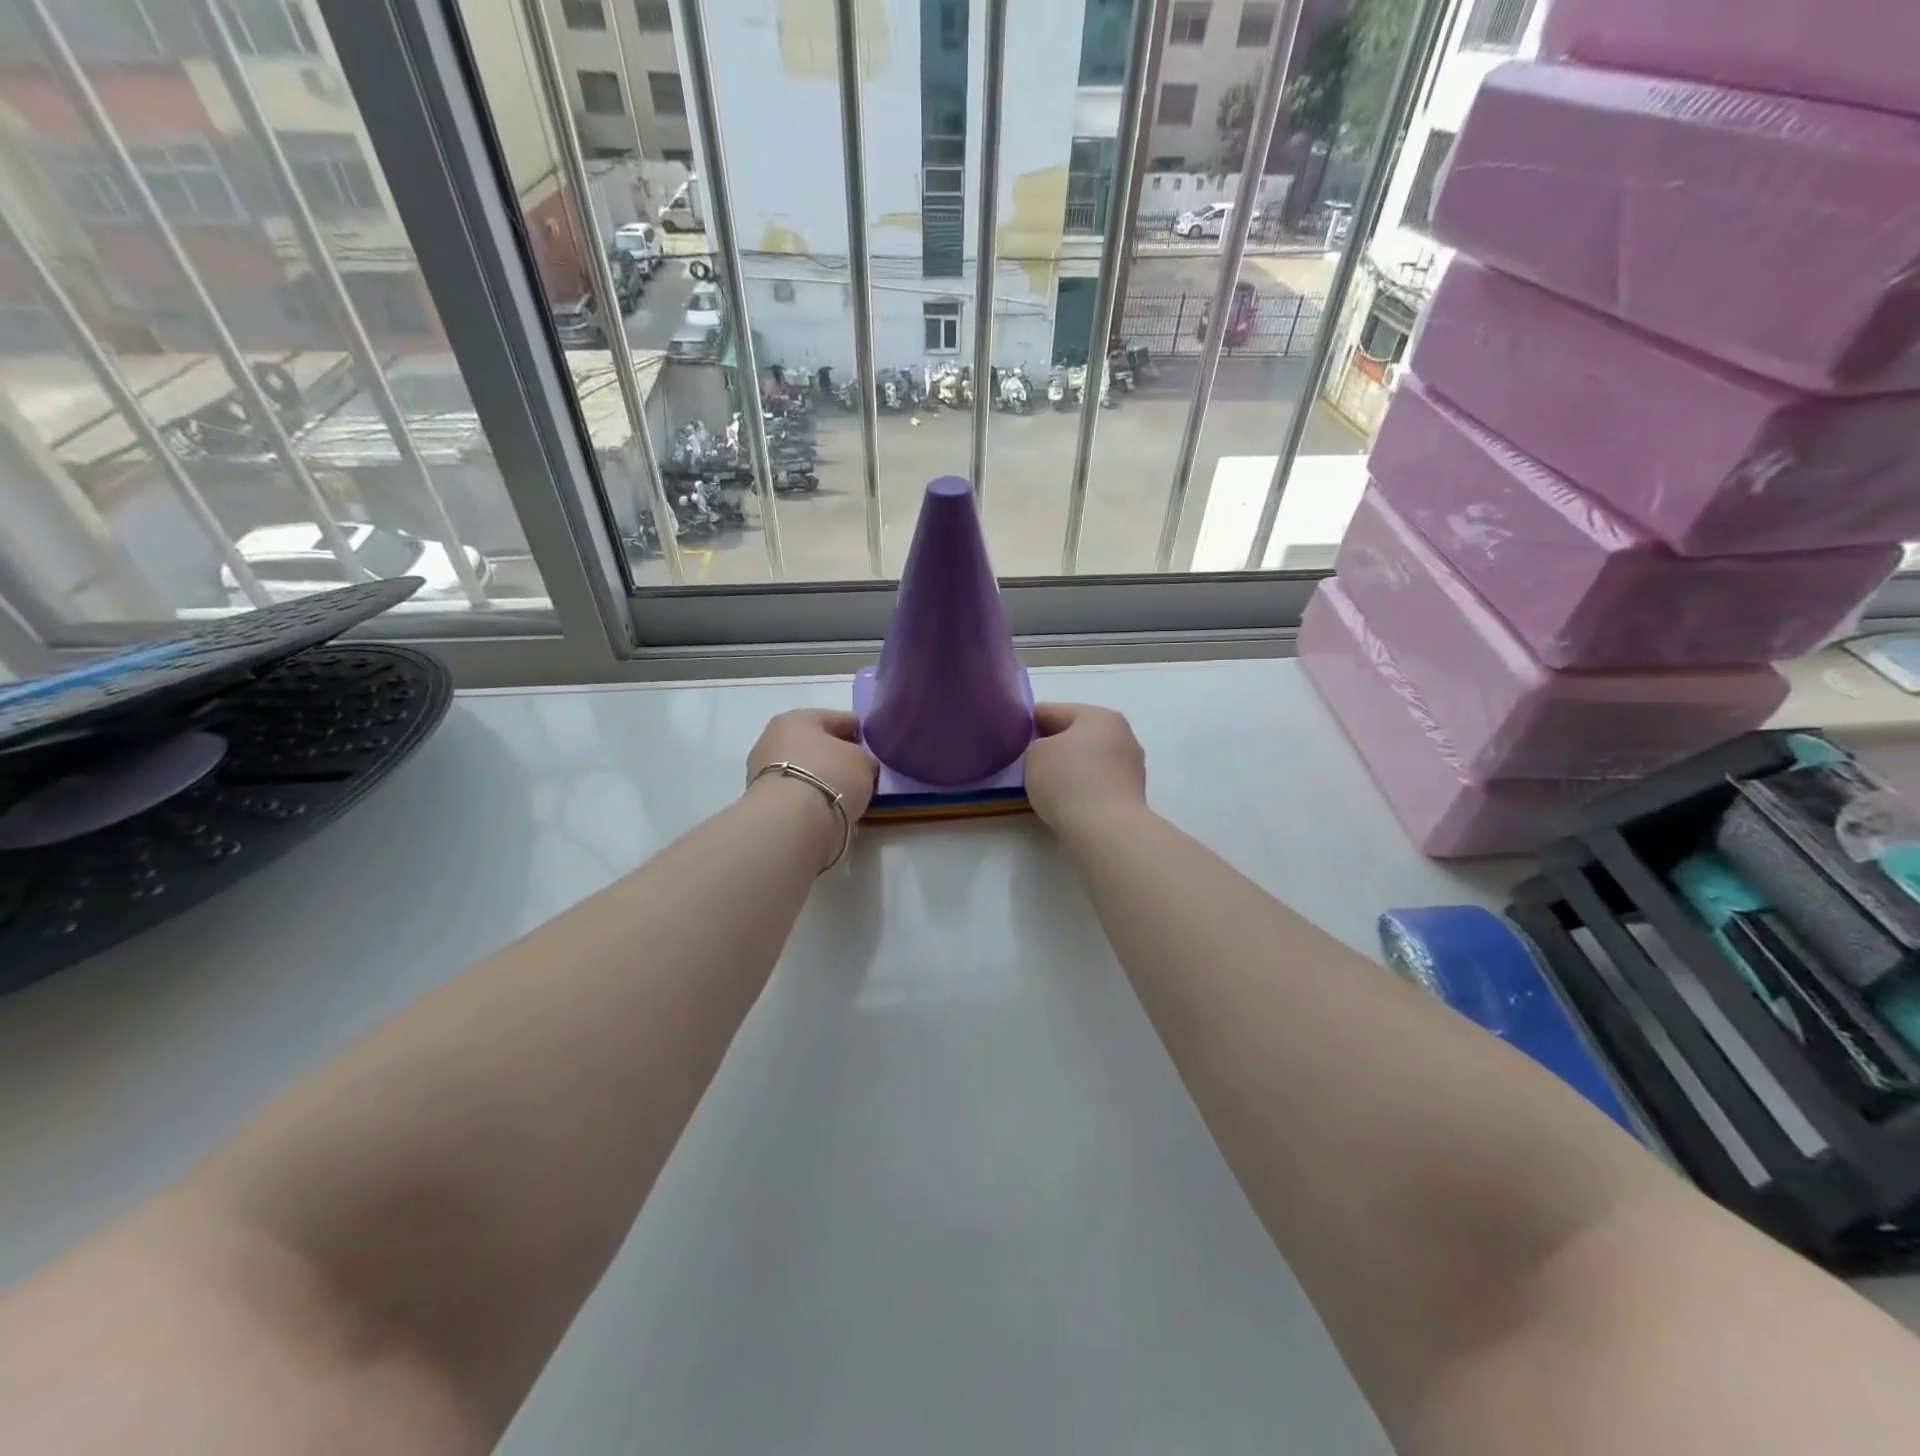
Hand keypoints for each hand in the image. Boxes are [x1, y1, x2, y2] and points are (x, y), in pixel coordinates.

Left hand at [745, 710, 878, 856]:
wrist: (791, 821)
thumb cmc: (830, 775)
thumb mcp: (863, 761)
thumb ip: (863, 757)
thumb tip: (858, 765)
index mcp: (798, 718)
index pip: (837, 718)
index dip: (857, 729)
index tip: (871, 742)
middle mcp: (774, 737)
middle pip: (814, 743)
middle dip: (835, 753)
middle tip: (858, 768)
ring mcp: (762, 770)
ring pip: (803, 768)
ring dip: (821, 776)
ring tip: (844, 790)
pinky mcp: (762, 800)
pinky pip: (796, 790)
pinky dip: (810, 795)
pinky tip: (827, 804)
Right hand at [1024, 703, 1147, 833]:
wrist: (1106, 829)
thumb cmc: (1068, 781)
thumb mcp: (1035, 754)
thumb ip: (1037, 746)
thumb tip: (1050, 753)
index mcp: (1099, 716)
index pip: (1054, 710)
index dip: (1029, 720)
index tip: (1013, 732)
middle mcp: (1121, 734)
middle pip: (1077, 733)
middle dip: (1054, 743)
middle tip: (1028, 757)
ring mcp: (1130, 765)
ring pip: (1090, 758)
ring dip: (1070, 765)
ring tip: (1045, 781)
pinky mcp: (1131, 793)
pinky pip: (1098, 781)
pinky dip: (1082, 786)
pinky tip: (1066, 798)